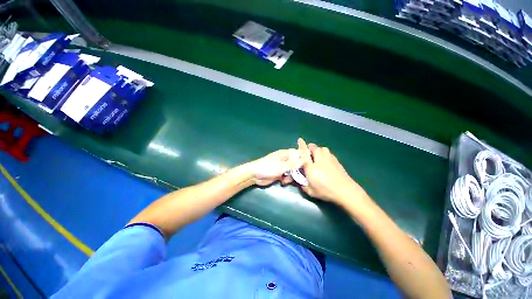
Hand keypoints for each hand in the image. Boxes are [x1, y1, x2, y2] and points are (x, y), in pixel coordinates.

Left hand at [249, 148, 302, 185]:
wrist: (254, 175)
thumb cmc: (267, 167)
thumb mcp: (281, 166)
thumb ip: (293, 164)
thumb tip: (305, 159)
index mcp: (285, 154)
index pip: (298, 153)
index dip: (304, 158)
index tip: (309, 165)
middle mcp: (284, 160)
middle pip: (296, 164)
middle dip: (298, 170)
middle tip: (301, 176)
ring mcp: (281, 167)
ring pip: (292, 171)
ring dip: (291, 176)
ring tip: (288, 179)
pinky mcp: (279, 174)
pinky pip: (286, 177)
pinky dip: (286, 180)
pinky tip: (283, 182)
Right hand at [297, 138, 367, 203]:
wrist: (345, 190)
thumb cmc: (326, 191)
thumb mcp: (311, 192)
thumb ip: (304, 186)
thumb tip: (300, 184)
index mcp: (311, 167)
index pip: (303, 156)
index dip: (300, 154)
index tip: (298, 155)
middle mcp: (319, 160)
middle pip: (313, 148)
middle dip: (309, 147)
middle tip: (307, 151)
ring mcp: (328, 159)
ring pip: (322, 148)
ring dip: (318, 149)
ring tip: (316, 154)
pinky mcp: (336, 160)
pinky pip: (329, 153)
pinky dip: (325, 153)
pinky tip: (326, 159)